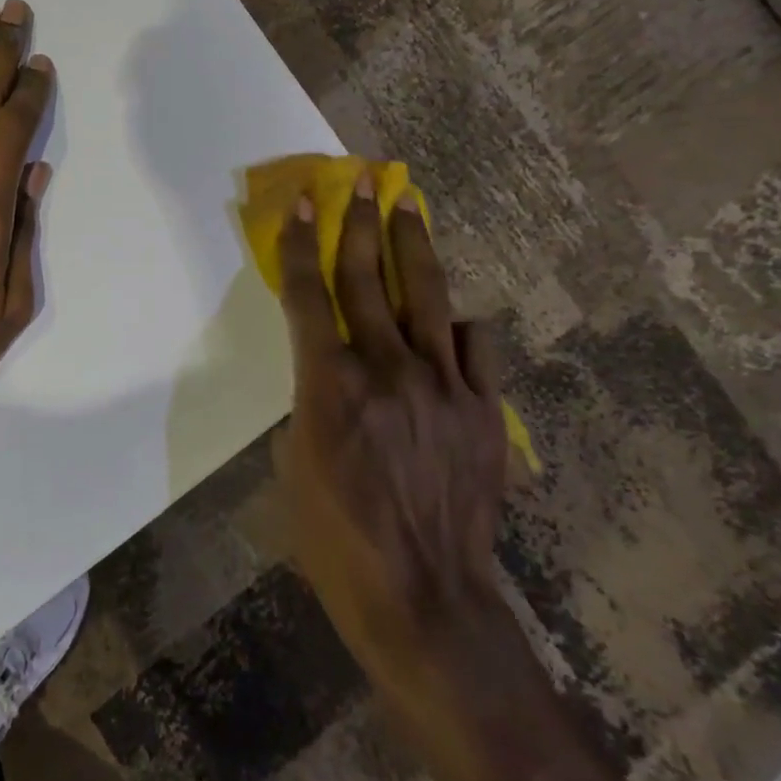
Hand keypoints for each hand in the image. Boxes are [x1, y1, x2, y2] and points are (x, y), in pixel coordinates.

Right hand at [273, 176, 509, 710]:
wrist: (426, 600)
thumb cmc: (337, 538)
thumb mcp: (296, 462)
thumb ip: (313, 401)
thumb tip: (332, 373)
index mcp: (329, 384)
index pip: (308, 295)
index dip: (300, 244)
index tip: (301, 203)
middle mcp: (386, 370)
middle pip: (368, 279)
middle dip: (361, 223)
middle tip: (362, 180)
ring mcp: (443, 387)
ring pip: (426, 296)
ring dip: (414, 246)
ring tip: (409, 204)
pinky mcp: (485, 412)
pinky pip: (476, 347)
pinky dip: (459, 324)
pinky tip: (450, 314)